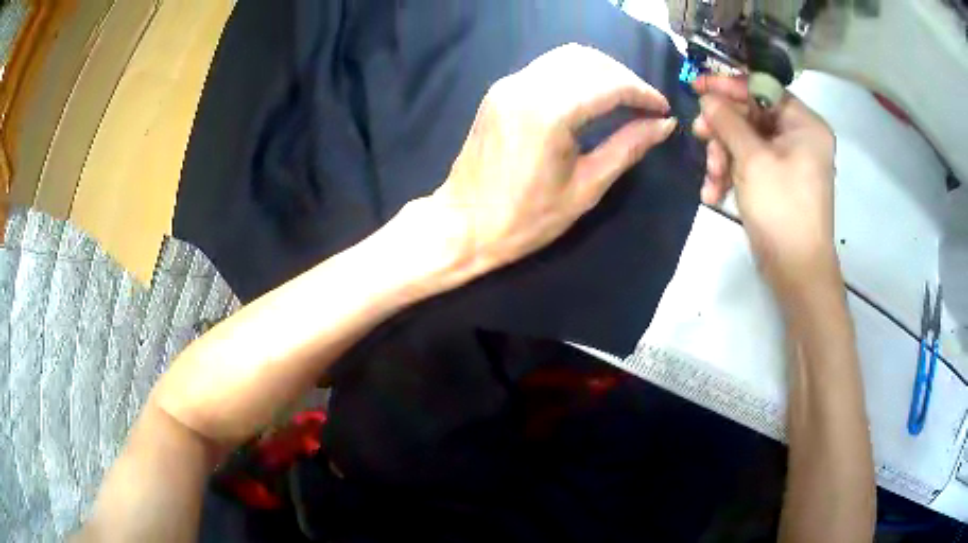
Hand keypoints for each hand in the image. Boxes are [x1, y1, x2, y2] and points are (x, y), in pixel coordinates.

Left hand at [427, 43, 676, 278]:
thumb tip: (664, 125)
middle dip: (625, 78)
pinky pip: (547, 67)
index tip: (663, 109)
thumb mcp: (586, 188)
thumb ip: (627, 148)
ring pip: (568, 57)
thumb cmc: (527, 218)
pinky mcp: (500, 90)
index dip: (642, 93)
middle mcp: (526, 86)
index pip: (609, 84)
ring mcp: (509, 84)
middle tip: (645, 106)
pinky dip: (577, 73)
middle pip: (589, 61)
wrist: (464, 223)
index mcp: (549, 113)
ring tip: (624, 99)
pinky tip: (591, 95)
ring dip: (602, 71)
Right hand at [692, 75, 838, 290]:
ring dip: (723, 157)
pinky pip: (750, 164)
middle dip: (723, 130)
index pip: (763, 88)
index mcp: (804, 124)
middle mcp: (799, 137)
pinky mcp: (777, 182)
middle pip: (752, 116)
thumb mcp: (752, 159)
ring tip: (711, 179)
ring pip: (746, 141)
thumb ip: (728, 121)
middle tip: (698, 134)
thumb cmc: (782, 208)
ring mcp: (789, 161)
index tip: (697, 86)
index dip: (729, 86)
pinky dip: (731, 175)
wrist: (796, 272)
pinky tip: (714, 193)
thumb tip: (708, 98)